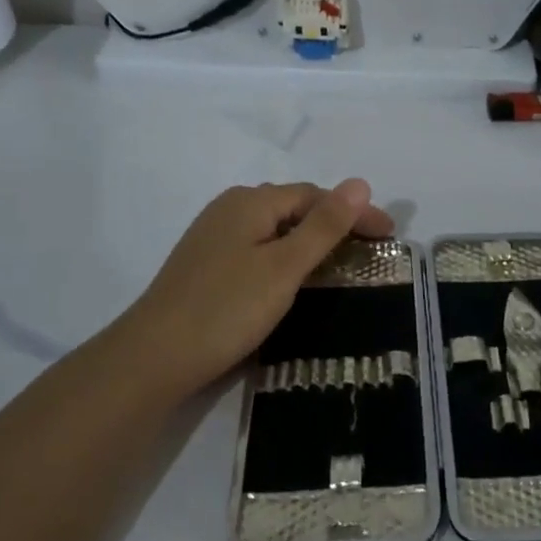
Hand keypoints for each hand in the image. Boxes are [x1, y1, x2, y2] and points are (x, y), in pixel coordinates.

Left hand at [121, 180, 394, 396]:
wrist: (152, 358)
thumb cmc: (226, 309)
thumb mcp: (284, 267)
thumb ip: (324, 225)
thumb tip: (359, 182)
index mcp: (251, 201)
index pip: (316, 196)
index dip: (355, 212)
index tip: (389, 237)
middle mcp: (230, 208)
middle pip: (294, 207)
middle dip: (334, 224)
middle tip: (368, 251)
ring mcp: (213, 236)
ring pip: (274, 229)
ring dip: (309, 241)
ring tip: (338, 264)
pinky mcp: (204, 264)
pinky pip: (257, 247)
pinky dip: (284, 256)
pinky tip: (290, 278)